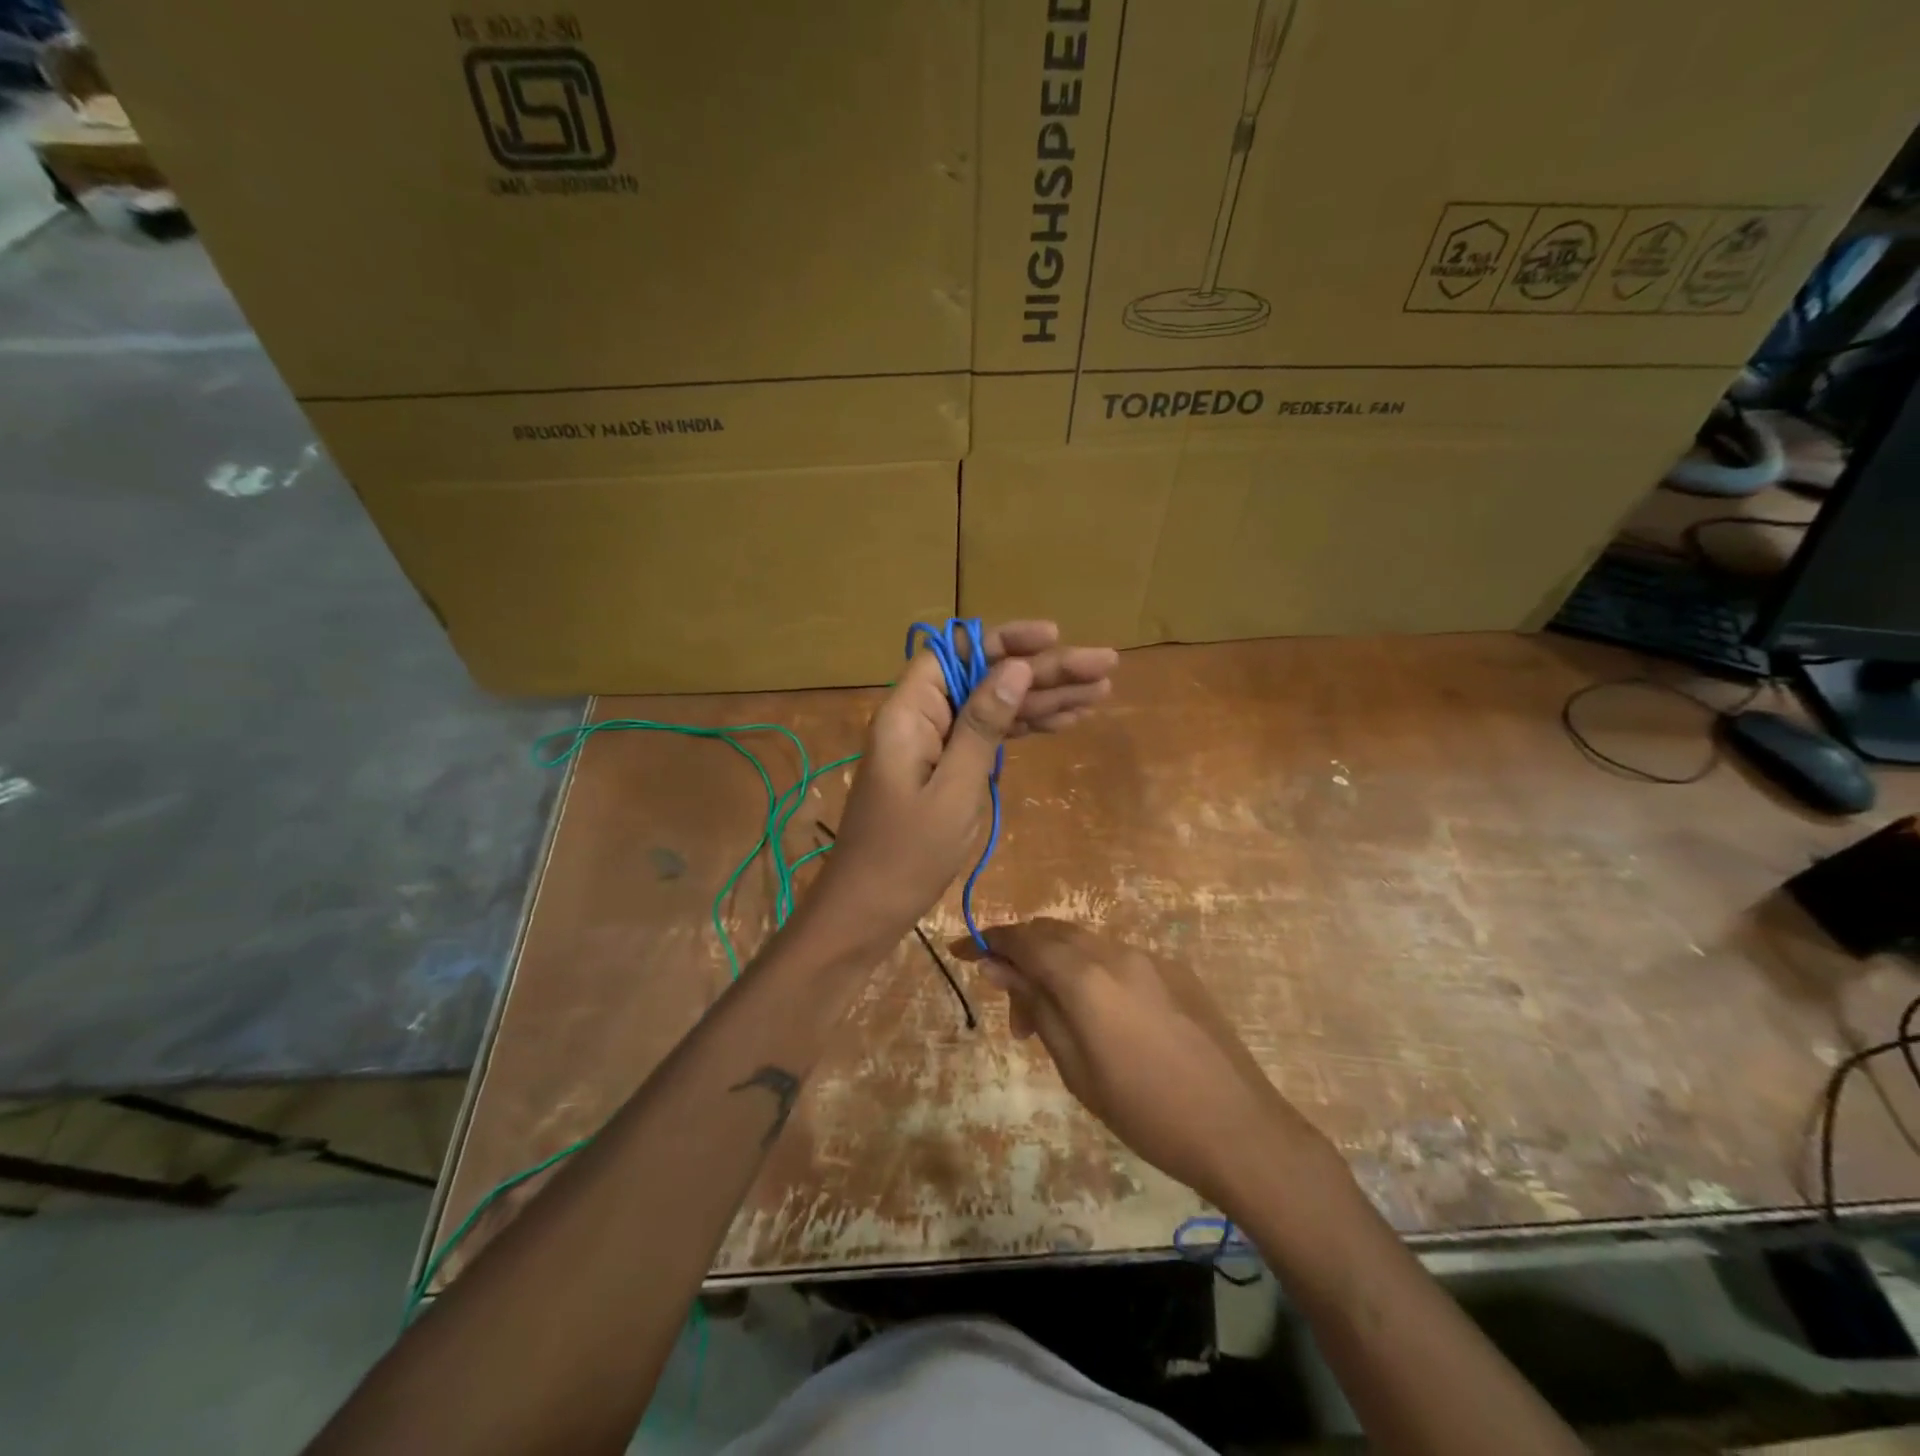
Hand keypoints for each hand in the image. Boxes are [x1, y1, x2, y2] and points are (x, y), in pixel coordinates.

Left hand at [809, 623, 1115, 948]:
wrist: (869, 910)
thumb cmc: (907, 854)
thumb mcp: (954, 789)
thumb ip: (983, 725)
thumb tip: (1014, 668)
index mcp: (909, 712)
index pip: (957, 652)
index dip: (1005, 640)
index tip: (1054, 637)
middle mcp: (921, 718)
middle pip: (986, 677)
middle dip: (1044, 671)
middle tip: (1105, 666)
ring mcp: (935, 744)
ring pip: (995, 706)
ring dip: (1045, 699)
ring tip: (1102, 691)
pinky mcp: (947, 769)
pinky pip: (989, 737)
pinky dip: (1025, 729)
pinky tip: (1066, 721)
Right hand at [957, 919, 1322, 1211]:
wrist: (1240, 1129)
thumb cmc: (1146, 1112)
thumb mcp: (1076, 1068)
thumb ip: (1036, 1007)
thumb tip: (997, 966)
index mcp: (1086, 977)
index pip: (1023, 940)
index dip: (988, 941)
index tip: (961, 952)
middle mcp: (1116, 953)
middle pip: (1054, 932)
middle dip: (1023, 957)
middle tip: (1015, 1011)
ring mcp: (1151, 958)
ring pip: (1087, 944)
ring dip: (1059, 968)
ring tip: (1057, 1024)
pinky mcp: (1177, 971)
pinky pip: (1119, 959)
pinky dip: (1094, 974)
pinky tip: (1103, 1020)